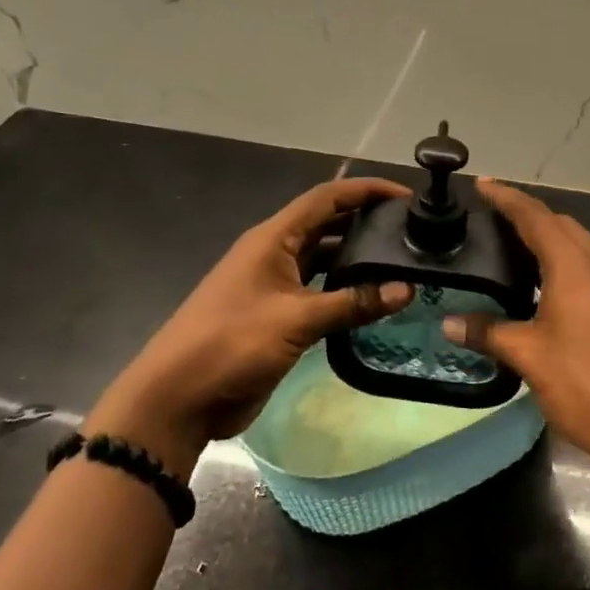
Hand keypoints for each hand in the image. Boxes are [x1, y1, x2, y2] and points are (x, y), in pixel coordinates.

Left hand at [95, 178, 413, 460]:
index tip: (405, 196)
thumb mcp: (296, 320)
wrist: (177, 399)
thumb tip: (406, 289)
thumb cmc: (231, 344)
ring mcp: (276, 286)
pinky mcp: (279, 316)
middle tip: (412, 230)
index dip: (366, 190)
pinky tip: (375, 299)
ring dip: (358, 258)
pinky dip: (346, 290)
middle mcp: (275, 254)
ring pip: (325, 259)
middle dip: (366, 221)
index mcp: (273, 239)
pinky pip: (320, 292)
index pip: (326, 198)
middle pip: (328, 224)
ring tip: (402, 260)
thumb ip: (353, 303)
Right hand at [442, 178, 589, 471]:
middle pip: (563, 225)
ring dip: (549, 238)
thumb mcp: (529, 357)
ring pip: (580, 246)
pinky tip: (544, 286)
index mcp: (575, 268)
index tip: (483, 185)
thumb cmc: (586, 385)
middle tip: (493, 220)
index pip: (537, 218)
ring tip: (513, 249)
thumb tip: (449, 323)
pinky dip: (564, 262)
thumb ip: (489, 333)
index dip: (508, 199)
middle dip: (529, 215)